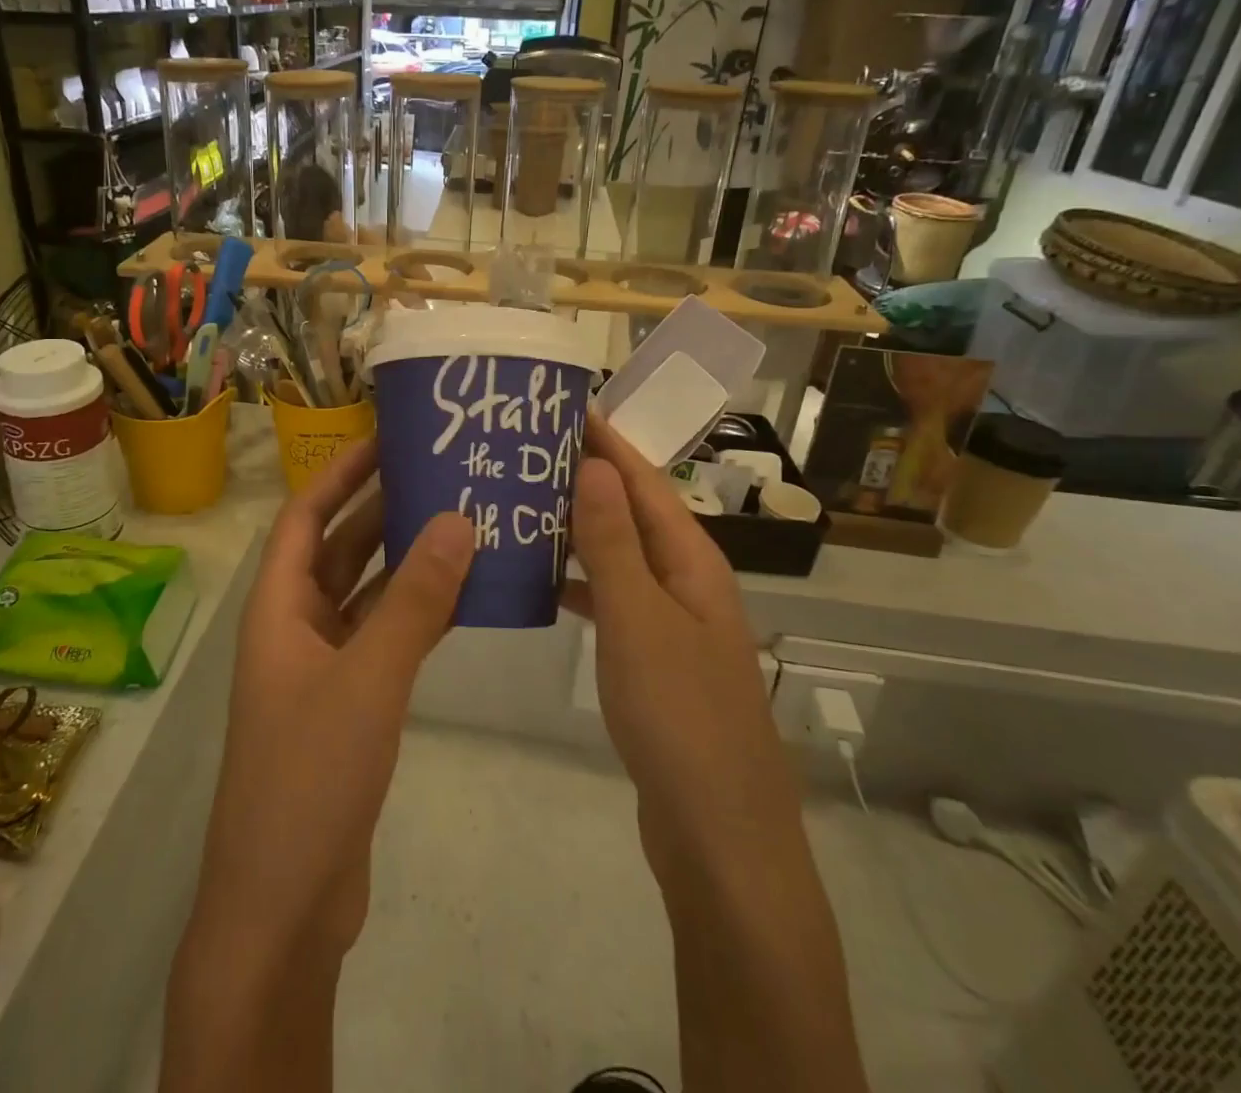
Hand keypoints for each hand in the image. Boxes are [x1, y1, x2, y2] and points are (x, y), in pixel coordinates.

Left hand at [186, 438, 473, 961]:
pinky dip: (417, 613)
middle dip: (382, 509)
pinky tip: (463, 595)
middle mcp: (295, 627)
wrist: (284, 906)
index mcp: (278, 608)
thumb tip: (458, 519)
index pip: (306, 516)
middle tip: (442, 473)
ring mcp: (322, 668)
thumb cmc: (309, 777)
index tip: (389, 439)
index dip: (341, 473)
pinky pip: (384, 637)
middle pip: (340, 548)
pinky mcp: (349, 704)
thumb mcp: (368, 679)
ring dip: (406, 560)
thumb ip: (414, 601)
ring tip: (463, 520)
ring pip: (367, 594)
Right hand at [569, 414, 809, 894]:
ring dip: (579, 528)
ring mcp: (671, 623)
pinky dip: (579, 581)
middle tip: (526, 451)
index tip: (564, 406)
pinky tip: (541, 580)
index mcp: (693, 563)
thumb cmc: (679, 716)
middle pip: (634, 513)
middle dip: (587, 478)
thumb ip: (614, 542)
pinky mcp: (653, 660)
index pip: (646, 481)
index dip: (608, 442)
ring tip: (522, 503)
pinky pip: (611, 600)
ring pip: (619, 556)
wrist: (718, 836)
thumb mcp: (639, 619)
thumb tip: (594, 464)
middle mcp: (687, 582)